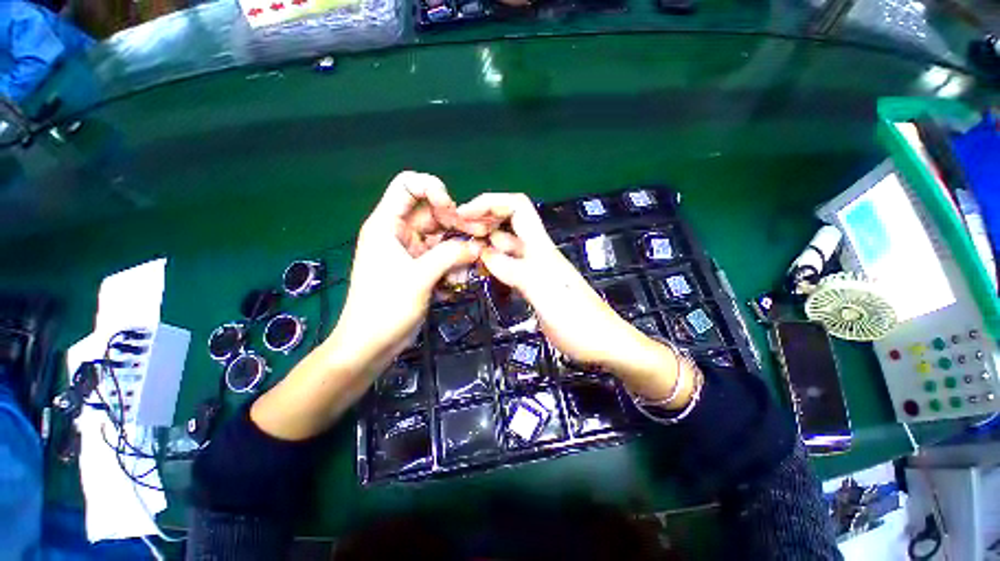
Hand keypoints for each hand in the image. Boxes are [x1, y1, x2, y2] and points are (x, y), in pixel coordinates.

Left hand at [332, 171, 483, 373]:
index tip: (452, 210)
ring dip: (458, 247)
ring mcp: (411, 251)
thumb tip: (477, 247)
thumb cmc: (385, 308)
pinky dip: (453, 263)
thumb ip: (450, 256)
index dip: (432, 188)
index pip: (408, 186)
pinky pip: (442, 256)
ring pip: (441, 236)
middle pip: (432, 212)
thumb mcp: (419, 277)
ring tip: (472, 262)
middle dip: (456, 223)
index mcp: (387, 225)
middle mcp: (399, 233)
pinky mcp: (420, 268)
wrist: (371, 344)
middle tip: (478, 238)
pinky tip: (459, 279)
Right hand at [457, 193, 696, 403]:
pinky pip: (506, 267)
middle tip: (454, 236)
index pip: (517, 207)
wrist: (603, 343)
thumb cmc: (579, 321)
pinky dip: (490, 264)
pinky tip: (479, 272)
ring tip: (458, 253)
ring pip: (504, 246)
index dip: (490, 202)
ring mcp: (533, 269)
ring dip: (483, 244)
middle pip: (507, 223)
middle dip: (481, 222)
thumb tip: (485, 254)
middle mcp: (536, 253)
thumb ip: (517, 272)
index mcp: (541, 248)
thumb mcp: (546, 295)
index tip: (463, 214)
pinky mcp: (531, 285)